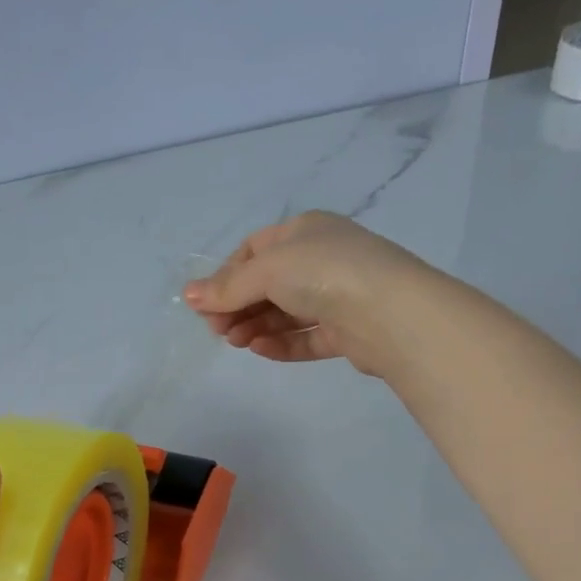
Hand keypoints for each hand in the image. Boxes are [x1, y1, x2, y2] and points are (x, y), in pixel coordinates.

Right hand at [183, 211, 435, 376]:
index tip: (208, 303)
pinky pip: (306, 337)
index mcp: (305, 231)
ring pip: (285, 313)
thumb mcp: (267, 270)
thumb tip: (188, 295)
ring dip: (256, 326)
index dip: (226, 276)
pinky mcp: (347, 331)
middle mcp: (322, 259)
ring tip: (237, 342)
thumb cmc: (324, 273)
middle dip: (238, 306)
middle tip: (218, 330)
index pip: (254, 250)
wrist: (392, 313)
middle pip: (267, 284)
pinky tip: (261, 350)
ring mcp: (337, 296)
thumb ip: (227, 287)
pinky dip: (282, 343)